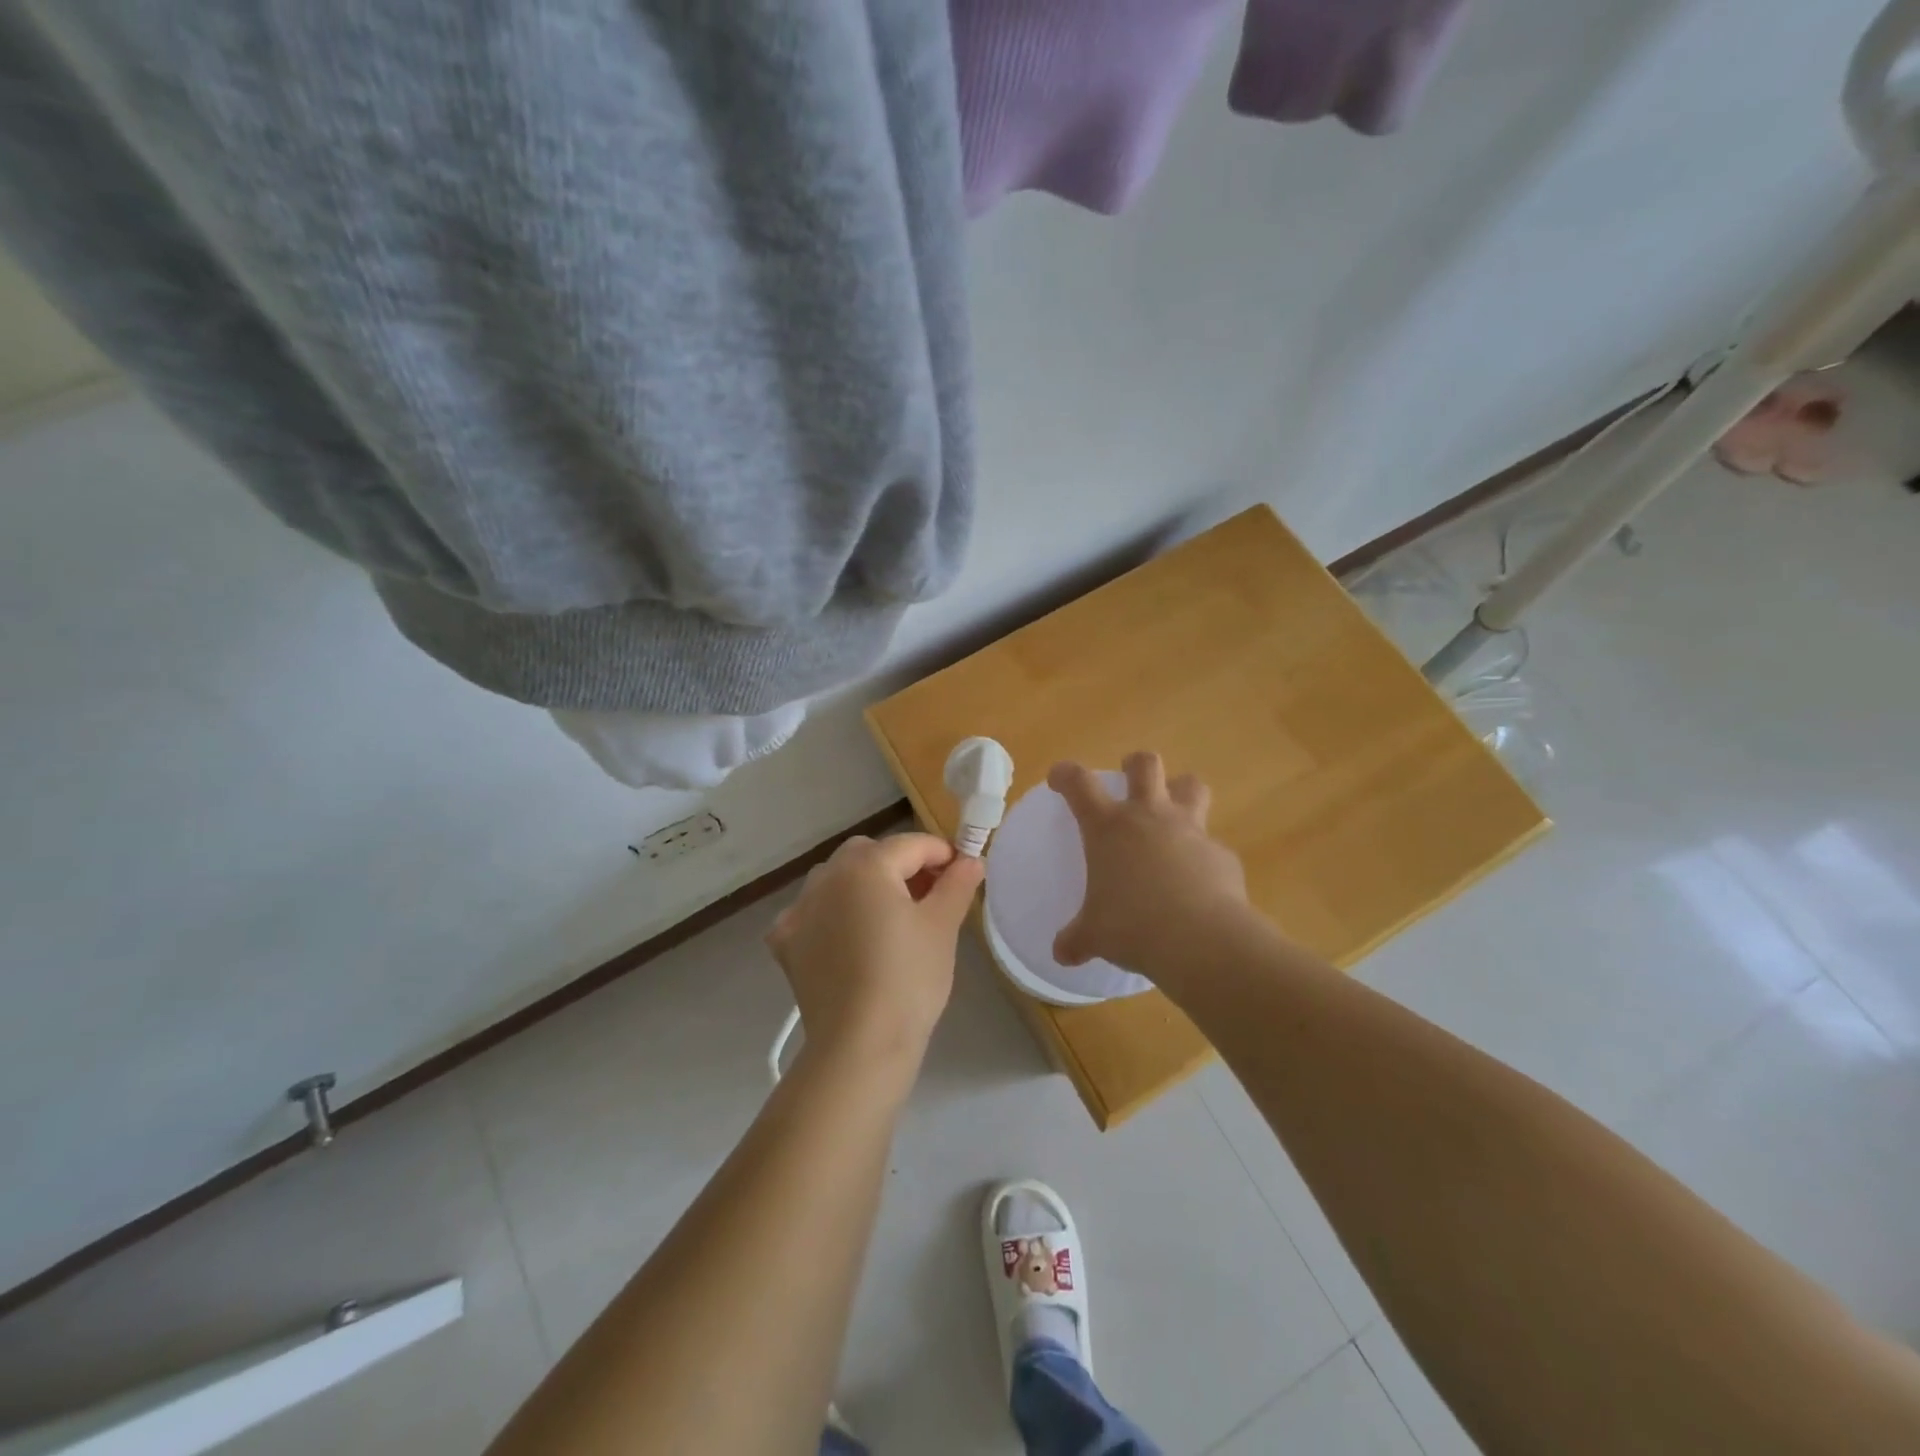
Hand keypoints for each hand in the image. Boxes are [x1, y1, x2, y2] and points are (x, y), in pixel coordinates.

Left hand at [766, 833, 984, 1070]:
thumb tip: (971, 860)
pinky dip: (830, 916)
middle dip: (900, 865)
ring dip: (862, 885)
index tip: (962, 875)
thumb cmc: (909, 979)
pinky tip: (846, 940)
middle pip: (869, 854)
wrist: (860, 1046)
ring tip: (888, 919)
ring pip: (836, 879)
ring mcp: (799, 909)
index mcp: (866, 866)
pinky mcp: (786, 943)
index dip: (942, 854)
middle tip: (928, 897)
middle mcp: (826, 877)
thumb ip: (957, 884)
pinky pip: (811, 913)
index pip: (911, 845)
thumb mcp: (942, 927)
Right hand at [1049, 753, 1249, 975]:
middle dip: (1135, 764)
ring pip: (1191, 785)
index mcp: (1109, 828)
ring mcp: (1190, 830)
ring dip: (1181, 791)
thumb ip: (1077, 939)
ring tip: (1174, 810)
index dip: (1066, 774)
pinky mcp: (1221, 854)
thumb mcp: (1096, 935)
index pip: (1079, 784)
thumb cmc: (1133, 927)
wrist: (1201, 940)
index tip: (1060, 777)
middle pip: (1146, 764)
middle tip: (1130, 777)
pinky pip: (1211, 844)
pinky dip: (1203, 855)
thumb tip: (1062, 954)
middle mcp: (1149, 817)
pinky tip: (1199, 880)